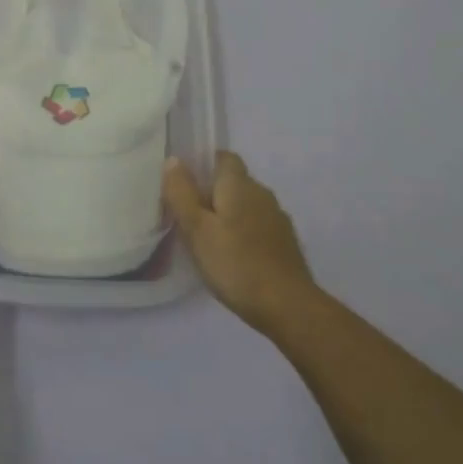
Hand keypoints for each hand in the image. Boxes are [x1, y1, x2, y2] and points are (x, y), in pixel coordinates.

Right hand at [163, 151, 316, 333]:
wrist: (289, 306)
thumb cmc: (236, 264)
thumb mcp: (197, 229)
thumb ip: (182, 193)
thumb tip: (173, 159)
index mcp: (240, 184)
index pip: (223, 157)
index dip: (204, 164)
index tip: (185, 184)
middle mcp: (262, 193)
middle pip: (234, 182)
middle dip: (213, 193)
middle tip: (189, 216)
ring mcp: (277, 219)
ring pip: (247, 206)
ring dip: (229, 215)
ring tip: (208, 239)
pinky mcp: (285, 243)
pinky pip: (258, 227)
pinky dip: (244, 234)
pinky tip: (233, 257)